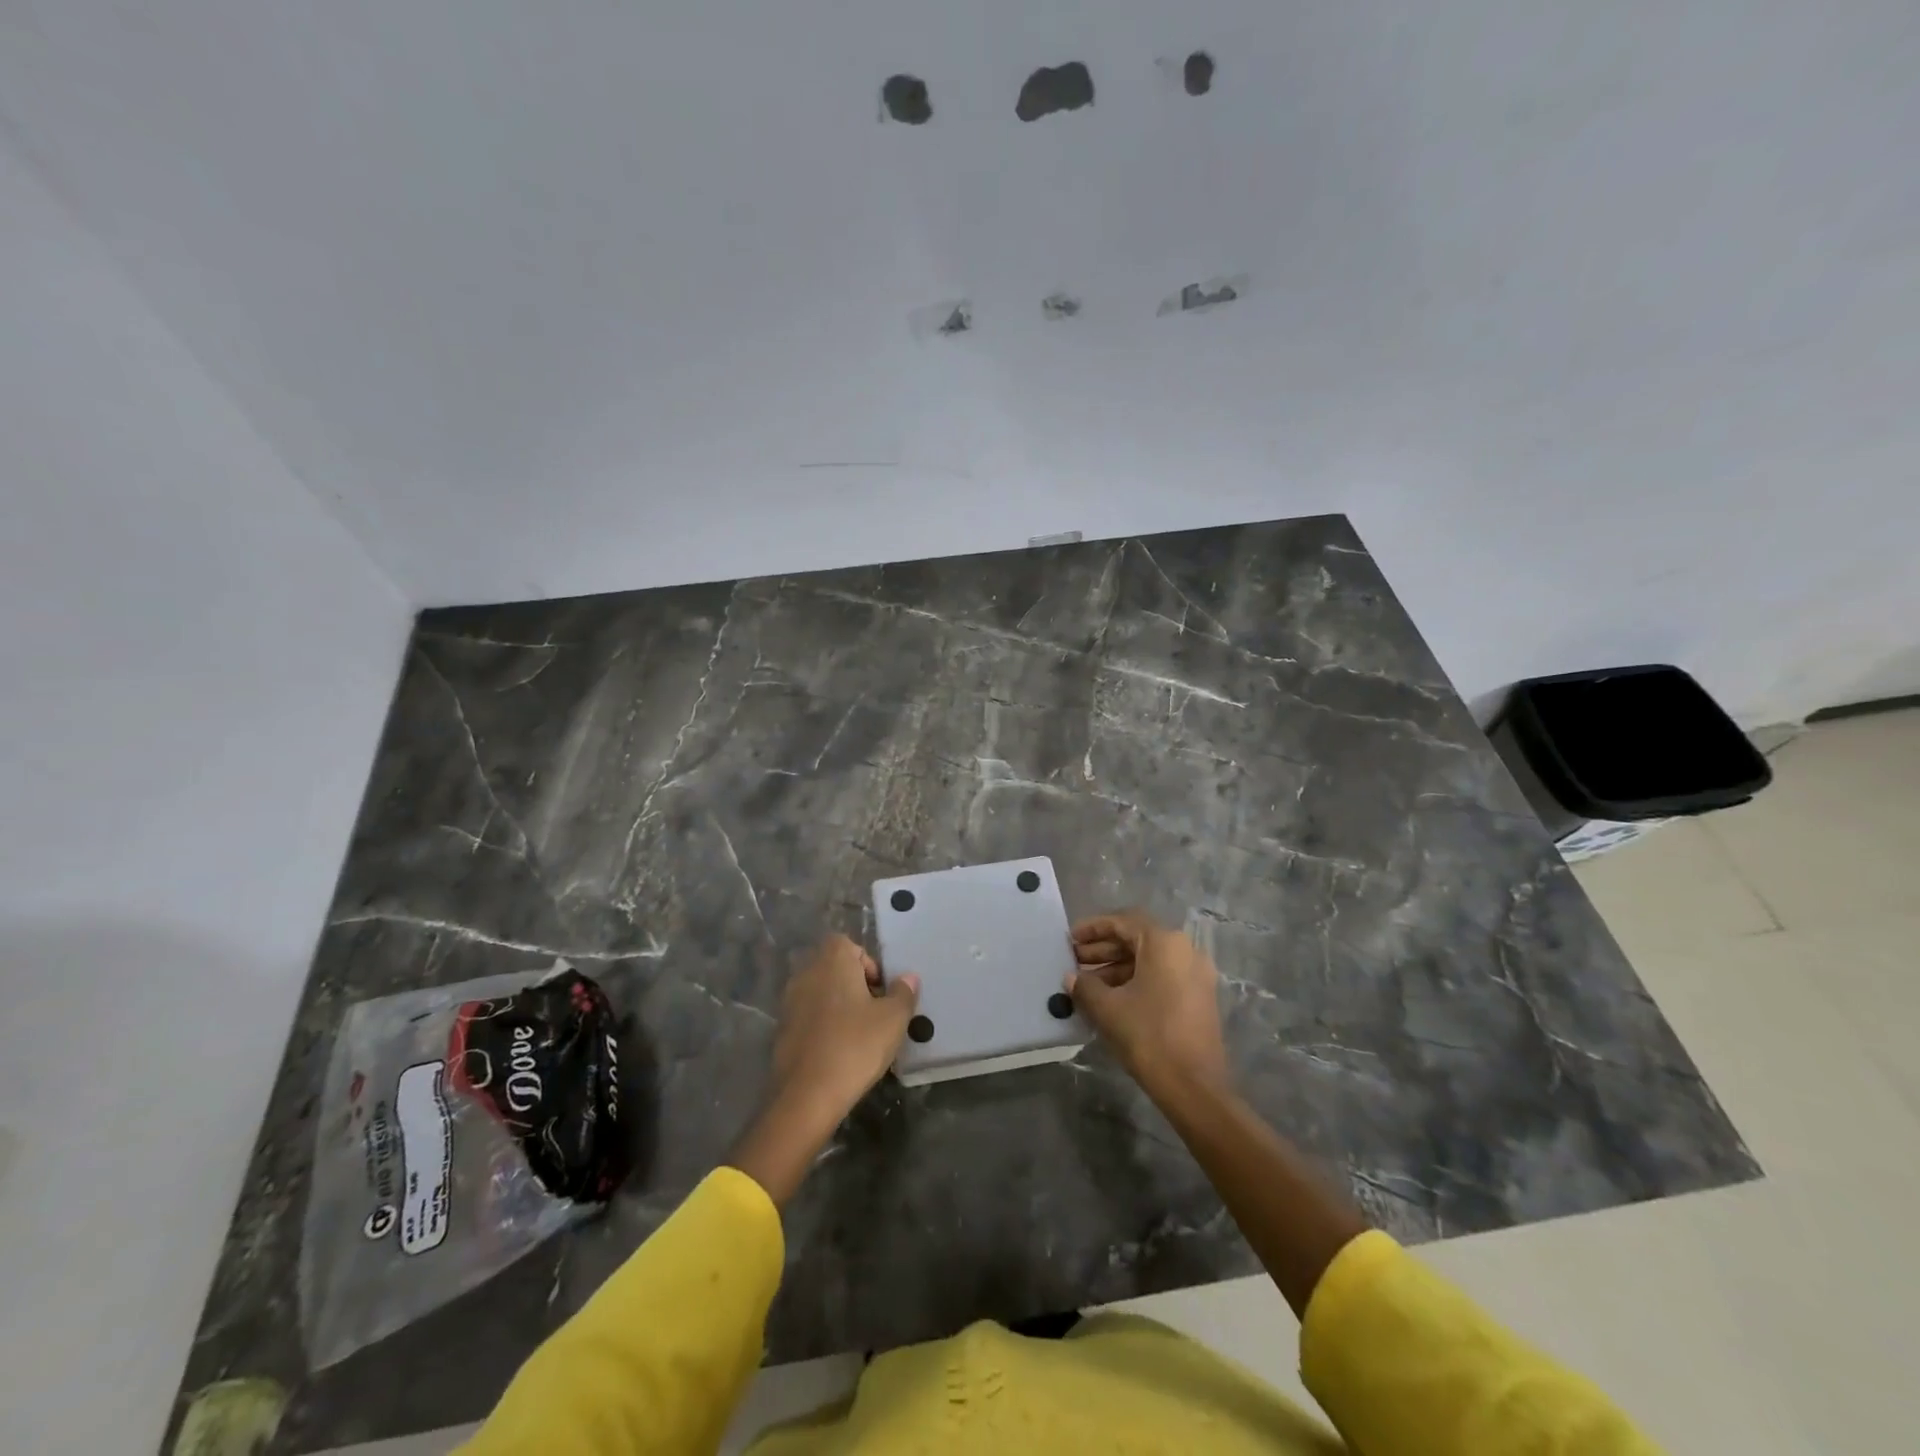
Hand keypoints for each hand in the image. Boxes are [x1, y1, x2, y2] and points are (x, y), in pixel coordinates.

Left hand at [729, 935, 918, 1205]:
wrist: (807, 1095)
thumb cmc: (855, 1046)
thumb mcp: (893, 1019)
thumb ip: (903, 993)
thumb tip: (908, 977)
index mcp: (832, 961)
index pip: (848, 944)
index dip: (867, 963)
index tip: (880, 991)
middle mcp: (806, 973)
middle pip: (833, 967)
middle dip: (854, 984)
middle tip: (874, 1012)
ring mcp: (789, 1001)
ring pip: (820, 992)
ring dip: (838, 1005)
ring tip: (858, 1034)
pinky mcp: (781, 1029)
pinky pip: (808, 1016)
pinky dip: (822, 1025)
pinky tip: (837, 1051)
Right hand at [1069, 911, 1228, 1095]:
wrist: (1194, 1087)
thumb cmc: (1148, 1036)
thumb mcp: (1107, 1008)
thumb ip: (1085, 986)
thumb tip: (1072, 977)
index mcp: (1165, 943)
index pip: (1123, 921)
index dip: (1093, 928)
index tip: (1070, 939)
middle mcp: (1185, 950)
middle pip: (1137, 938)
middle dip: (1103, 948)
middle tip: (1075, 960)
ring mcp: (1196, 975)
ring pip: (1150, 959)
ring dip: (1117, 966)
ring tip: (1087, 983)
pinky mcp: (1199, 997)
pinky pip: (1162, 976)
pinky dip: (1136, 980)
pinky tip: (1111, 998)